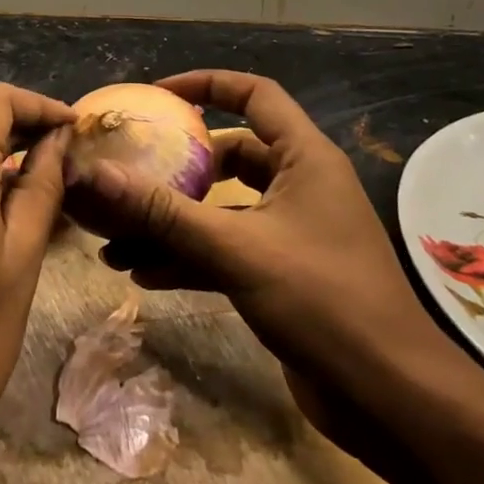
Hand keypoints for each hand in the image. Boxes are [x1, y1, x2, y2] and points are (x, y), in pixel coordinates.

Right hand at [71, 71, 483, 483]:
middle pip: (229, 156)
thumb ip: (163, 212)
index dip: (206, 84)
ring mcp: (292, 233)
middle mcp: (300, 187)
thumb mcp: (236, 249)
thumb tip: (93, 177)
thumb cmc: (323, 302)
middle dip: (176, 169)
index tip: (156, 96)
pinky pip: (226, 251)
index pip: (255, 95)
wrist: (391, 399)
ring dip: (173, 222)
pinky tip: (142, 274)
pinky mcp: (282, 275)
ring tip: (115, 238)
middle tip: (127, 174)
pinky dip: (188, 257)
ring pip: (221, 209)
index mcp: (305, 159)